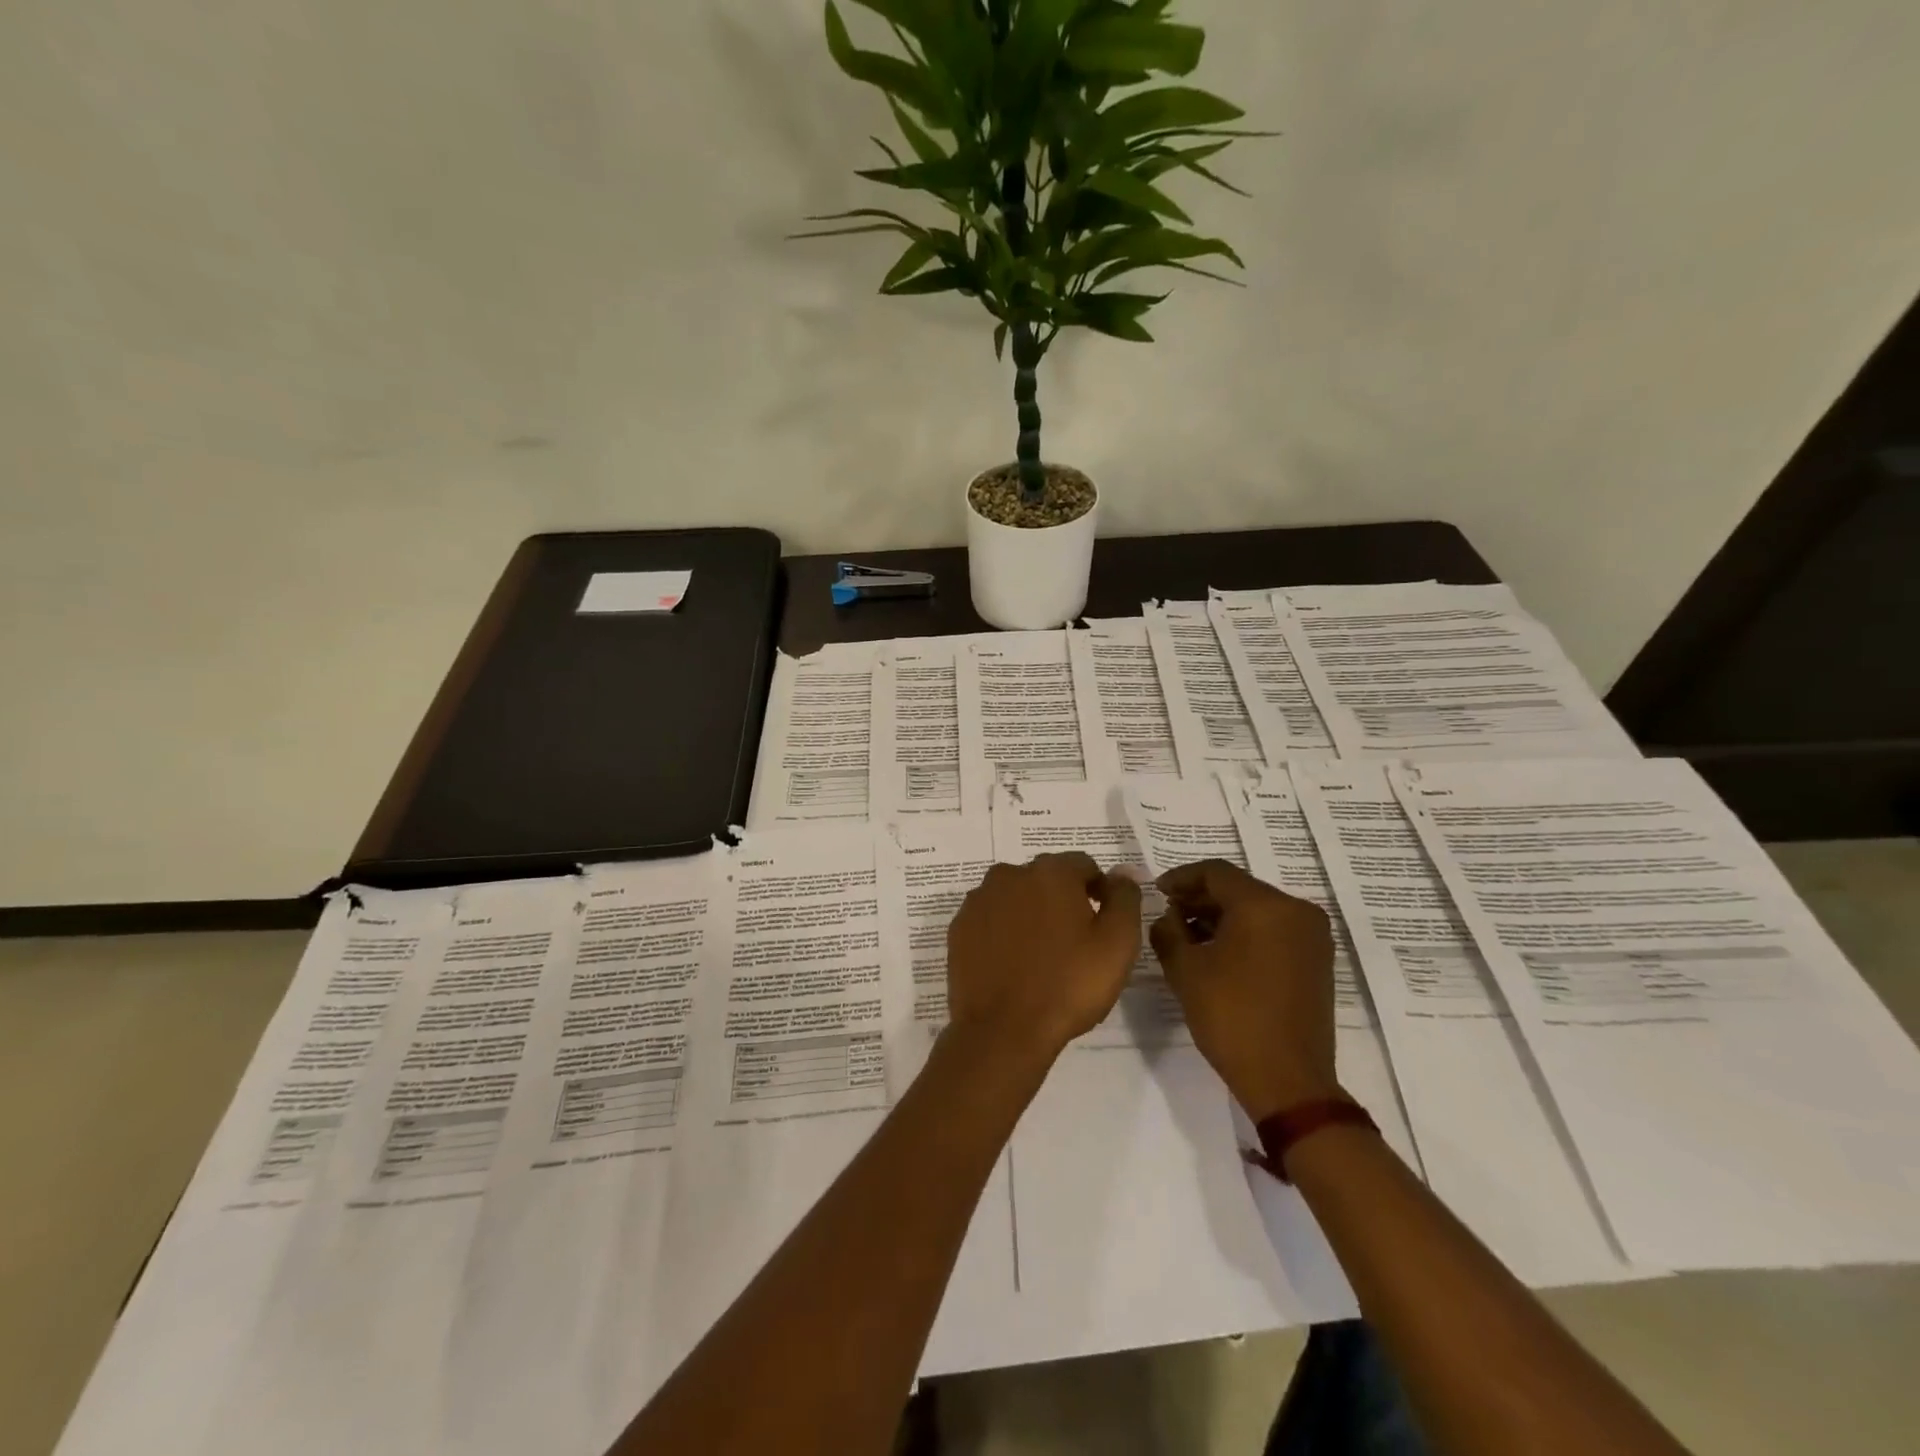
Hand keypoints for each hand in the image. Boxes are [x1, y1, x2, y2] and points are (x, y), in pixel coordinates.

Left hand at [946, 853, 1143, 1065]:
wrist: (1002, 1030)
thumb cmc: (1068, 985)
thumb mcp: (1117, 943)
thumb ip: (1125, 898)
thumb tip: (1123, 872)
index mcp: (1051, 872)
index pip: (1084, 866)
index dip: (1100, 890)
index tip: (1105, 923)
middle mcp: (1010, 874)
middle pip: (1046, 878)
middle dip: (1063, 900)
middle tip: (1076, 942)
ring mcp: (979, 900)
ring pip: (1016, 897)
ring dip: (1030, 914)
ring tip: (1042, 955)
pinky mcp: (959, 927)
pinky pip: (991, 919)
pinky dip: (1004, 931)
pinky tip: (1013, 963)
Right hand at [1149, 859, 1340, 1121]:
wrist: (1287, 1080)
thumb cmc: (1231, 1017)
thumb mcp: (1185, 970)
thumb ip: (1168, 930)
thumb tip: (1169, 916)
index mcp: (1265, 906)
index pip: (1216, 873)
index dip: (1181, 878)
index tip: (1156, 891)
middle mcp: (1296, 911)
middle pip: (1239, 888)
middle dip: (1201, 898)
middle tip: (1169, 913)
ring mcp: (1312, 936)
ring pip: (1257, 909)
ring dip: (1222, 916)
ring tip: (1188, 935)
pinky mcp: (1317, 960)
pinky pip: (1274, 930)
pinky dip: (1245, 932)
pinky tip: (1218, 952)